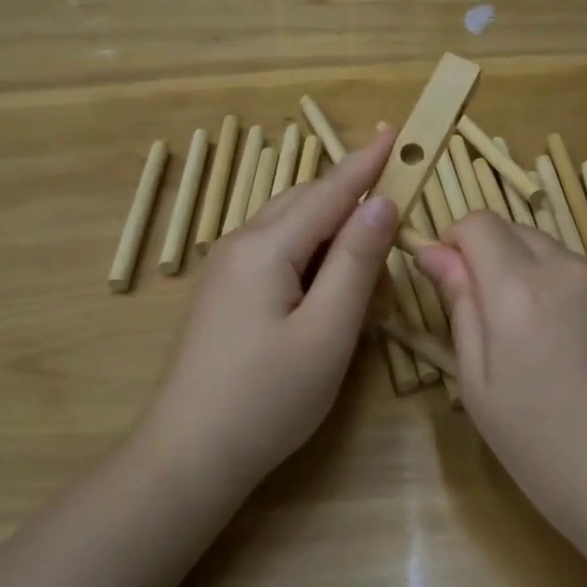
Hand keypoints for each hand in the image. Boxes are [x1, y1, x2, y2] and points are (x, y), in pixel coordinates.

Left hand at [143, 126, 399, 489]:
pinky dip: (309, 255)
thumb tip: (380, 202)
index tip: (397, 131)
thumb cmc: (268, 398)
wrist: (189, 455)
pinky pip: (274, 253)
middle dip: (351, 197)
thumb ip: (357, 262)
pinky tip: (327, 284)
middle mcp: (240, 244)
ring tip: (369, 253)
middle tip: (396, 202)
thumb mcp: (328, 331)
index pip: (328, 191)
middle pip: (305, 202)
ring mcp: (224, 269)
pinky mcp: (223, 294)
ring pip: (288, 227)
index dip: (366, 163)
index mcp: (266, 247)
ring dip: (332, 231)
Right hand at [415, 213, 586, 540]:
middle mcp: (573, 268)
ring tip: (563, 351)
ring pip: (568, 262)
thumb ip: (460, 305)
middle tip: (506, 324)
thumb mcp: (479, 384)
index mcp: (519, 288)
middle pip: (522, 234)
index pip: (479, 223)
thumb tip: (435, 252)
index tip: (456, 279)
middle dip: (501, 262)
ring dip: (550, 285)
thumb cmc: (544, 449)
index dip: (458, 242)